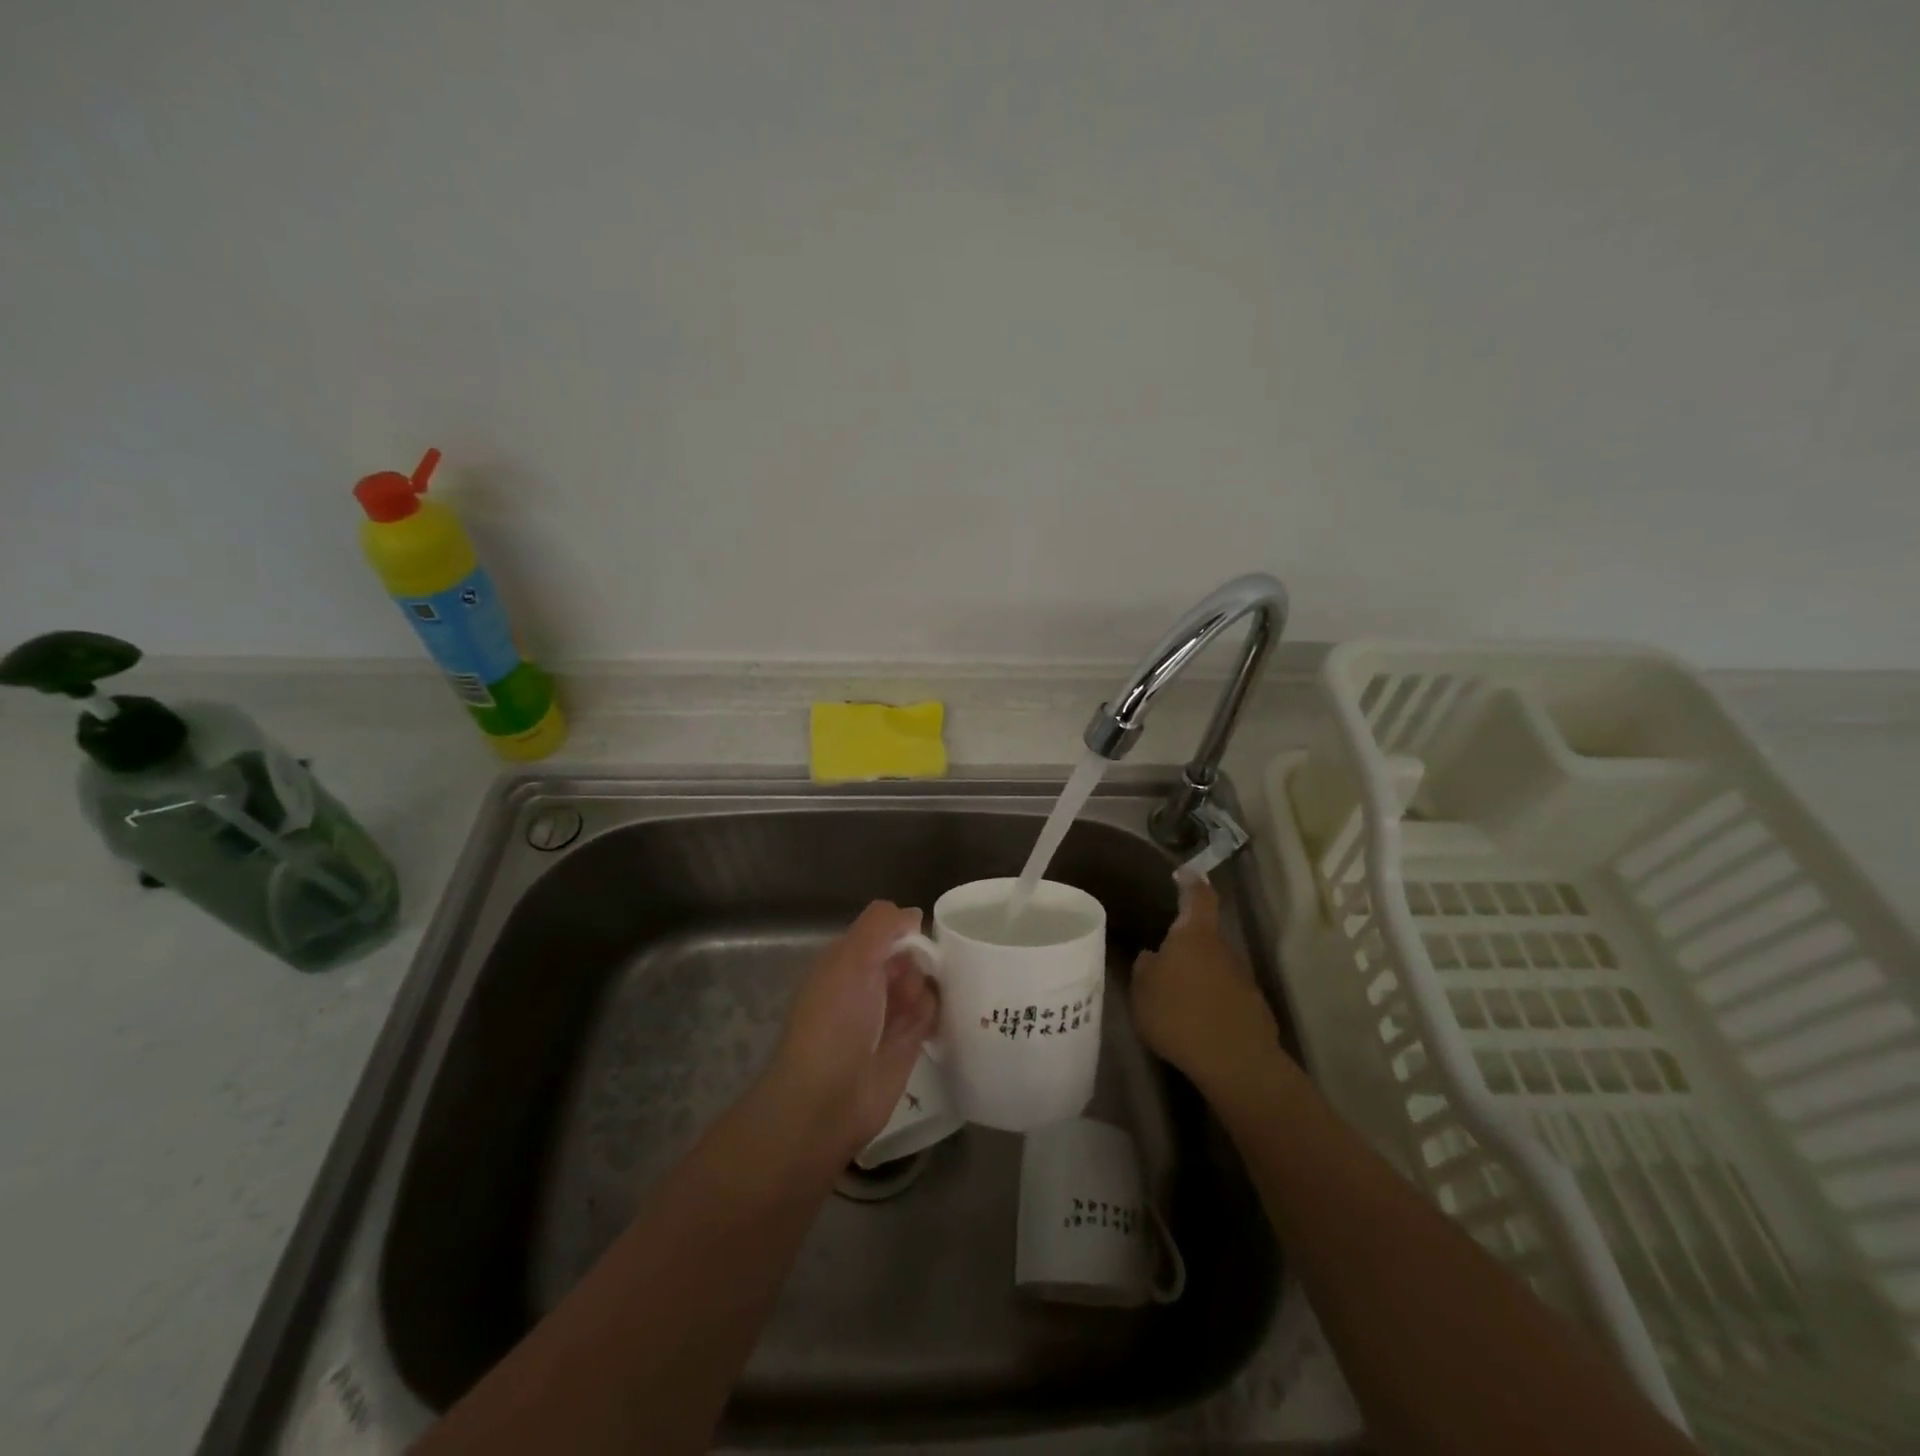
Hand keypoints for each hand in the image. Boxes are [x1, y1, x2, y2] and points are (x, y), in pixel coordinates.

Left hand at [762, 901, 939, 1159]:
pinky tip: (931, 1023)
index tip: (918, 939)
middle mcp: (865, 983)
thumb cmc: (834, 1022)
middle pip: (907, 955)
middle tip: (917, 980)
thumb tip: (912, 914)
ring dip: (926, 989)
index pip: (884, 931)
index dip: (904, 932)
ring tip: (915, 1012)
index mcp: (845, 960)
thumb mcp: (851, 959)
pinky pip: (930, 1015)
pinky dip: (934, 1014)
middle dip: (919, 961)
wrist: (827, 1101)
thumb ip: (880, 927)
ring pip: (921, 983)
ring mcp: (886, 1015)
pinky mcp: (906, 1044)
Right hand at [1131, 874, 1281, 1092]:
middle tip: (1162, 961)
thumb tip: (1154, 957)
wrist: (1235, 1062)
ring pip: (1215, 968)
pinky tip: (1196, 1024)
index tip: (1183, 873)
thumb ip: (1146, 967)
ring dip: (1198, 977)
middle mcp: (1223, 949)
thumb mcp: (1142, 989)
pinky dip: (1211, 1003)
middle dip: (1186, 945)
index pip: (1198, 896)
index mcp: (1194, 935)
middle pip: (1205, 937)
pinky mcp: (1253, 1010)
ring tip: (1175, 999)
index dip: (1191, 882)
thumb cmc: (1179, 1014)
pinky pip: (1225, 997)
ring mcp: (1243, 980)